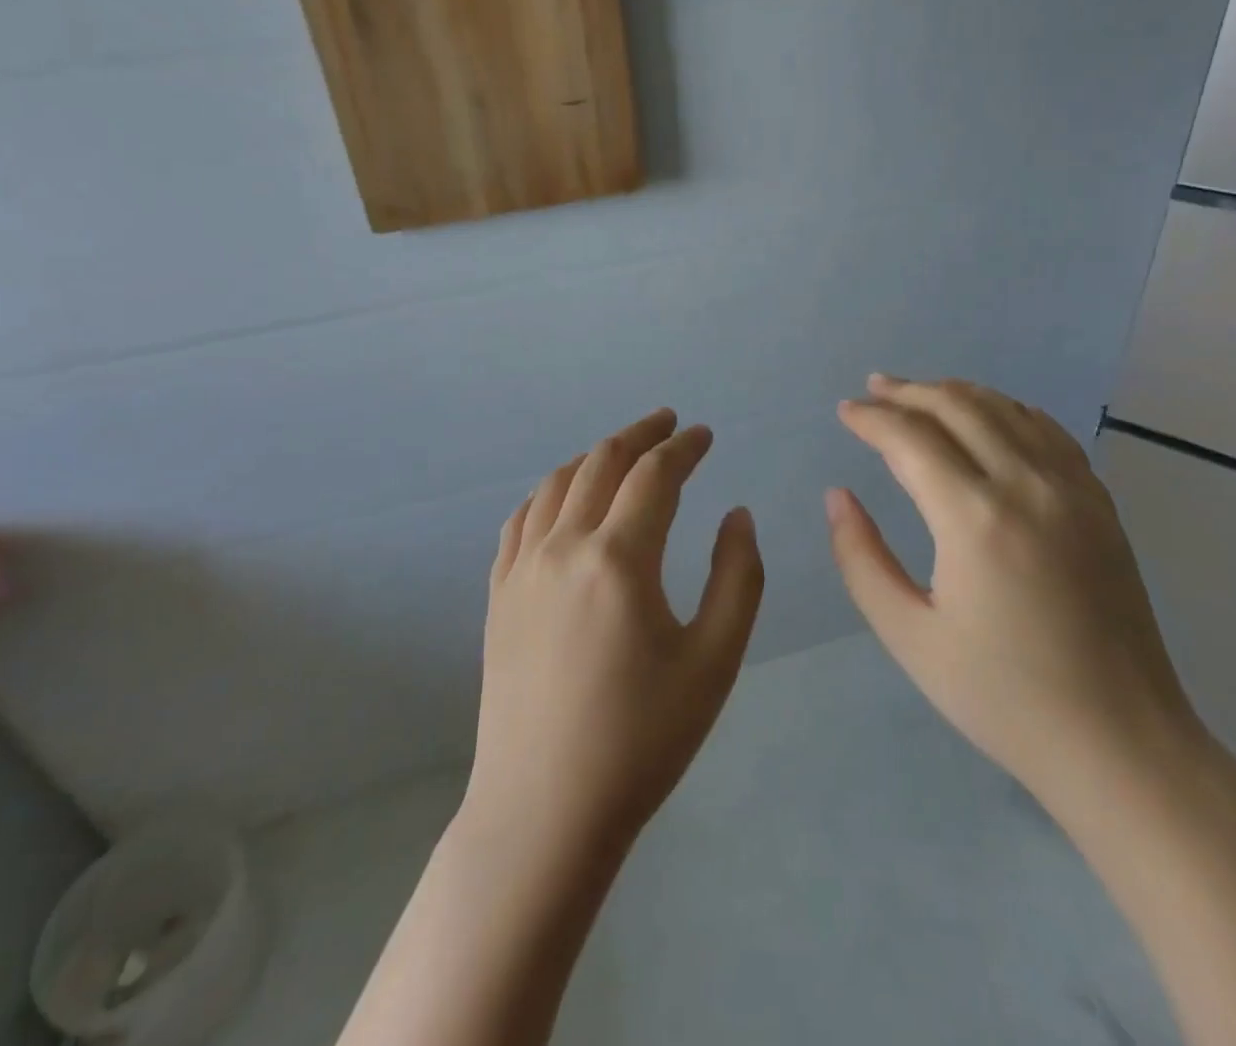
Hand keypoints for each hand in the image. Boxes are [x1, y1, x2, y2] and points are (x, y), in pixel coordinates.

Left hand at [467, 409, 764, 855]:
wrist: (545, 810)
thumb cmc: (642, 738)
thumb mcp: (714, 660)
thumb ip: (736, 577)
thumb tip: (735, 514)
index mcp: (619, 557)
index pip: (655, 475)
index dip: (683, 447)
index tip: (704, 435)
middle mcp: (564, 546)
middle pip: (601, 463)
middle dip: (640, 435)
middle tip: (668, 423)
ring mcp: (523, 569)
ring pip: (556, 484)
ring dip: (594, 456)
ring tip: (622, 452)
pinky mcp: (499, 595)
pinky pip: (521, 520)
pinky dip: (549, 492)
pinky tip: (562, 499)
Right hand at [825, 375, 1202, 809]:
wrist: (1120, 742)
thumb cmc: (1002, 697)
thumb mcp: (909, 636)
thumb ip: (861, 559)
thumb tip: (838, 496)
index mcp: (975, 518)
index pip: (910, 438)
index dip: (871, 419)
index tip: (845, 412)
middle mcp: (1027, 486)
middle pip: (958, 406)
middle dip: (908, 392)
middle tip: (872, 390)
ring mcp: (1072, 490)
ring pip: (1005, 409)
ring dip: (955, 392)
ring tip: (918, 393)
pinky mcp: (1099, 503)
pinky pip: (1047, 431)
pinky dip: (1006, 409)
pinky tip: (988, 415)